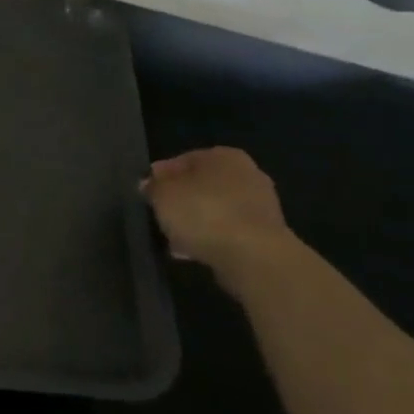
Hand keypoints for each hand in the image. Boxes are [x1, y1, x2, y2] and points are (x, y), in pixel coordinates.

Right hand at [141, 147, 293, 287]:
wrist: (254, 258)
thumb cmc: (203, 213)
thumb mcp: (162, 194)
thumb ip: (153, 186)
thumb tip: (151, 185)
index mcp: (224, 156)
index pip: (183, 160)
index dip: (161, 177)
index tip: (146, 194)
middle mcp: (247, 174)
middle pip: (202, 185)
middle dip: (182, 200)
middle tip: (161, 216)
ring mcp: (261, 206)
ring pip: (216, 210)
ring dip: (197, 222)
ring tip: (174, 239)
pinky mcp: (266, 236)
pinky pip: (229, 233)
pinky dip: (212, 239)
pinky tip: (193, 252)